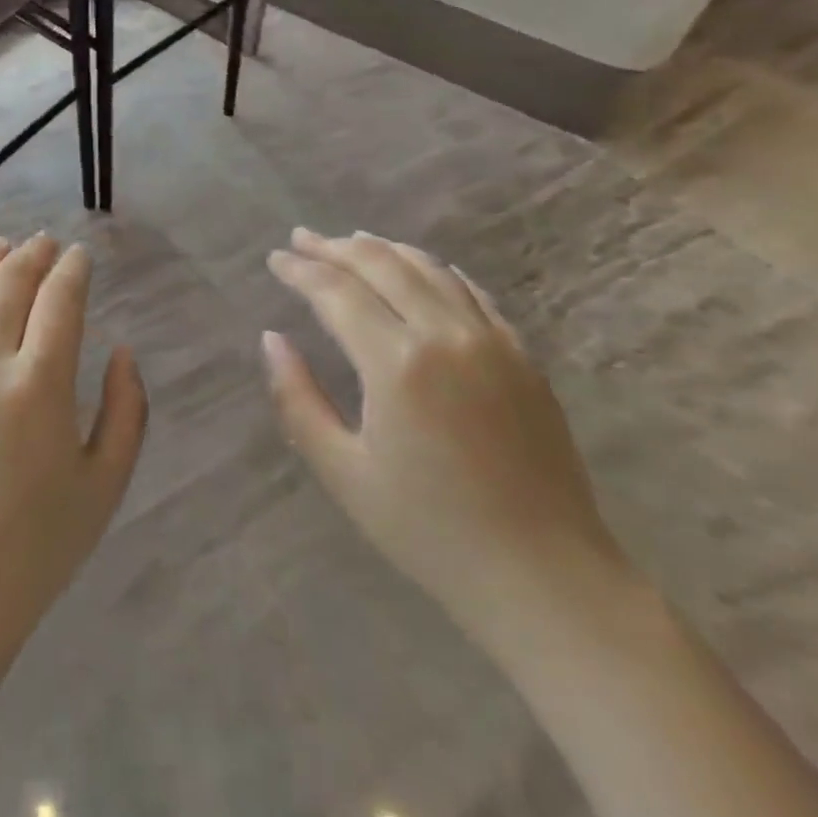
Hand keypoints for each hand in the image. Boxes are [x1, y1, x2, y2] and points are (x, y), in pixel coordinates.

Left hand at [0, 235, 147, 659]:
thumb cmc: (39, 546)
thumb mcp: (106, 483)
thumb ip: (126, 410)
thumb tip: (123, 351)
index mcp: (39, 385)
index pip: (59, 300)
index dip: (73, 270)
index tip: (80, 255)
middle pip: (7, 284)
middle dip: (31, 255)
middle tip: (44, 242)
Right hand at [264, 229, 630, 646]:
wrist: (545, 577)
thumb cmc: (430, 532)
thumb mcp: (343, 473)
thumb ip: (297, 399)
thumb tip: (272, 339)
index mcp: (396, 364)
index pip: (336, 291)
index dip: (300, 270)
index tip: (275, 259)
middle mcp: (444, 335)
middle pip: (381, 265)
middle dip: (334, 247)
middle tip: (301, 238)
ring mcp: (491, 341)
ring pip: (428, 269)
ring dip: (383, 249)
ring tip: (350, 241)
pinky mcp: (522, 356)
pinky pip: (472, 292)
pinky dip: (436, 270)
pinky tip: (419, 269)